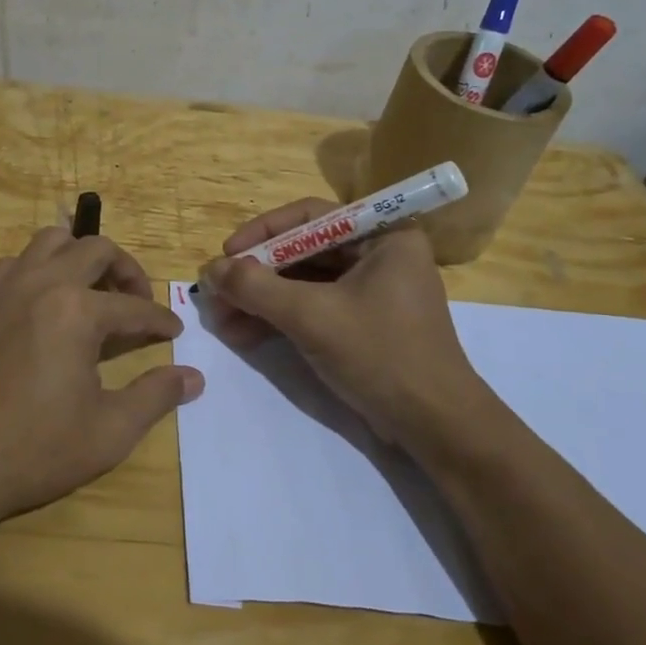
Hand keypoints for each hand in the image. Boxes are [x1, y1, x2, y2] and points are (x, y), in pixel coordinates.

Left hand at [0, 227, 203, 533]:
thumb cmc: (34, 451)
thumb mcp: (109, 432)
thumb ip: (156, 396)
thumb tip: (194, 377)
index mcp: (77, 311)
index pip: (134, 307)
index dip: (160, 321)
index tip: (173, 332)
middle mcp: (41, 283)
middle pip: (96, 249)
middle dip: (127, 271)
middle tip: (137, 303)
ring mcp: (3, 287)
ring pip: (51, 242)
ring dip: (80, 257)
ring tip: (92, 293)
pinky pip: (17, 263)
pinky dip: (40, 270)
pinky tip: (45, 306)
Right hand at [198, 198, 493, 447]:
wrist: (435, 427)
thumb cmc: (380, 355)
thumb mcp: (311, 316)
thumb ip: (256, 288)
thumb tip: (210, 269)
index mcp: (383, 237)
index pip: (310, 217)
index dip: (263, 232)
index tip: (227, 253)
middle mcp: (380, 256)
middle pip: (303, 252)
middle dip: (256, 275)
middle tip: (216, 292)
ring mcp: (372, 292)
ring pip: (303, 283)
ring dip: (261, 301)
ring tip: (221, 321)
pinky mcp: (363, 324)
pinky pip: (313, 308)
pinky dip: (279, 319)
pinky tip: (244, 335)